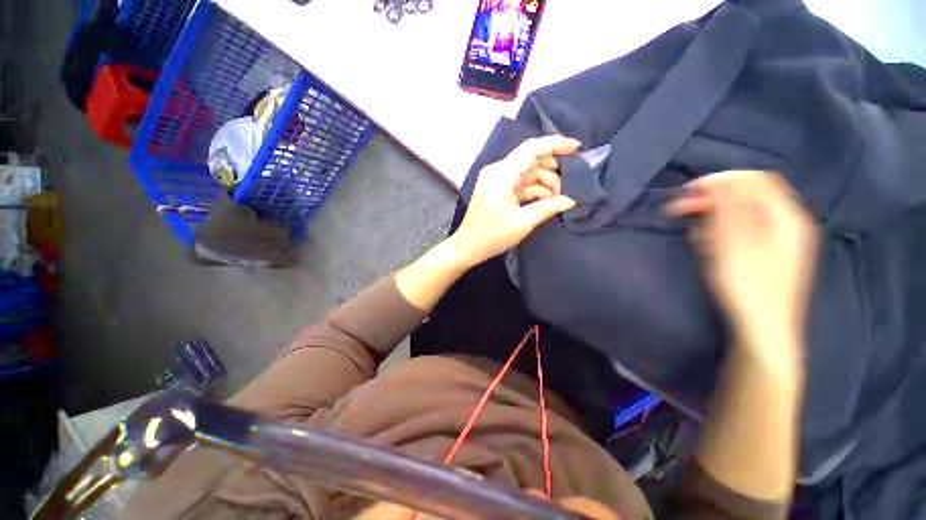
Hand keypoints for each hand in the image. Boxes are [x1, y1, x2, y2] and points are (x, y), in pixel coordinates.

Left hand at [449, 136, 579, 265]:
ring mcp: (496, 180)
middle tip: (568, 187)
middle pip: (530, 160)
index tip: (576, 148)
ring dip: (543, 183)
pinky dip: (533, 190)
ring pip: (526, 173)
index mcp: (502, 174)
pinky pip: (519, 184)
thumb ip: (547, 207)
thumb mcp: (523, 222)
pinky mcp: (496, 190)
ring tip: (557, 199)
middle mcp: (498, 171)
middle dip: (551, 171)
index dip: (555, 145)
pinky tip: (546, 201)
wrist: (467, 247)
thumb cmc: (492, 235)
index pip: (532, 149)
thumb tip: (570, 200)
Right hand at [666, 171, 818, 358]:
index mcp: (785, 216)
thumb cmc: (746, 286)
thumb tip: (719, 180)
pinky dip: (721, 232)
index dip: (720, 180)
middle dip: (712, 199)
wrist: (762, 330)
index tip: (688, 191)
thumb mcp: (732, 243)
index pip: (754, 180)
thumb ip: (728, 207)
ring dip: (714, 218)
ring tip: (694, 235)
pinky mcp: (768, 254)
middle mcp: (787, 223)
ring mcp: (779, 240)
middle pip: (748, 196)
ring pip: (743, 214)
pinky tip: (707, 245)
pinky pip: (743, 231)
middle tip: (678, 210)